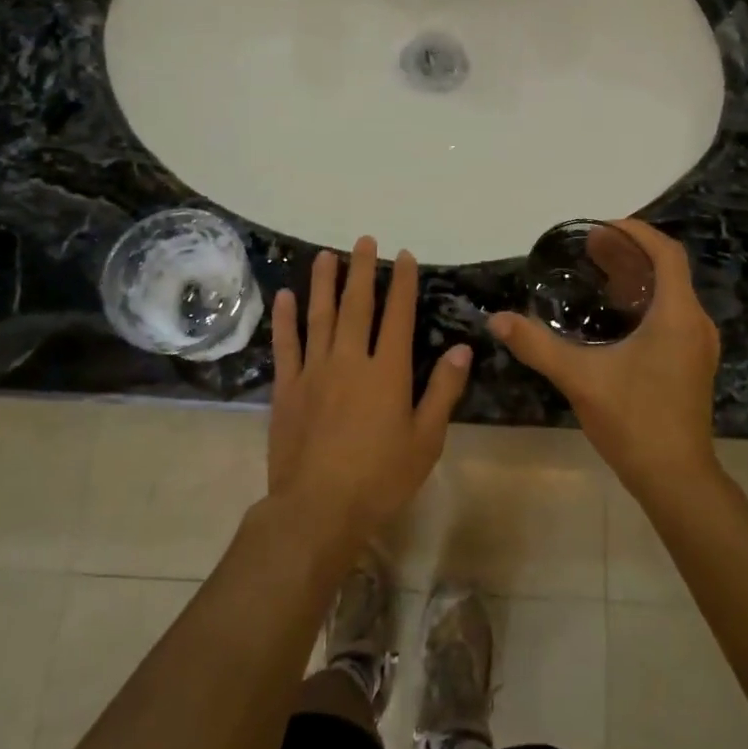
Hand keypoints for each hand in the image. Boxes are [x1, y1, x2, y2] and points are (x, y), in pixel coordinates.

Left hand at [268, 237, 471, 543]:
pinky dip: (286, 319)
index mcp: (388, 371)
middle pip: (357, 305)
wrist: (318, 508)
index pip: (398, 316)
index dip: (402, 284)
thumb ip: (443, 390)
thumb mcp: (425, 439)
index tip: (403, 256)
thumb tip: (462, 348)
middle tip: (364, 240)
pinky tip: (285, 297)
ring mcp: (314, 371)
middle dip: (362, 270)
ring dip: (323, 283)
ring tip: (327, 256)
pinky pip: (286, 345)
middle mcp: (350, 360)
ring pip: (320, 316)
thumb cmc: (380, 477)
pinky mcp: (287, 388)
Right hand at [490, 219, 719, 492]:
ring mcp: (697, 346)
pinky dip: (643, 305)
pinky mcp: (691, 365)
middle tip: (589, 247)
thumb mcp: (580, 378)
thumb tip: (497, 320)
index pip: (665, 253)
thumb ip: (537, 345)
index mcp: (677, 315)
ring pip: (669, 295)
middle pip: (666, 271)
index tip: (600, 227)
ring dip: (636, 280)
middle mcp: (695, 323)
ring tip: (597, 274)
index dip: (635, 232)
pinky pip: (670, 317)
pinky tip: (612, 319)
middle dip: (628, 254)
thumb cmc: (634, 420)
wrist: (676, 478)